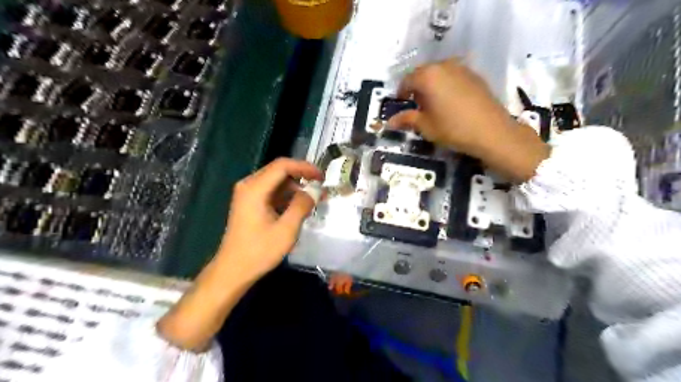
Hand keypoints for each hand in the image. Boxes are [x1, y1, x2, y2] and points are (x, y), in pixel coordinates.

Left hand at [218, 159, 323, 280]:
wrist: (233, 270)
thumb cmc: (259, 251)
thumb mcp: (286, 229)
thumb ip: (302, 205)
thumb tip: (315, 190)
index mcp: (255, 188)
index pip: (282, 166)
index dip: (304, 167)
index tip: (322, 176)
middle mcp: (248, 185)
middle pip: (279, 170)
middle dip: (301, 176)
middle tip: (320, 187)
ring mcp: (247, 194)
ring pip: (276, 181)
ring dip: (295, 187)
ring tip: (313, 199)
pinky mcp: (249, 203)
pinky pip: (271, 191)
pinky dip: (286, 195)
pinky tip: (298, 206)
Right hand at [389, 56, 545, 179]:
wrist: (491, 131)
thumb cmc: (452, 128)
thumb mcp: (425, 126)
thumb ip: (406, 119)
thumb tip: (389, 122)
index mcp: (427, 76)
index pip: (407, 80)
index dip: (401, 93)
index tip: (401, 104)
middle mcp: (443, 66)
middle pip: (423, 73)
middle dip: (416, 87)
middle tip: (416, 105)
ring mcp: (461, 68)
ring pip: (439, 73)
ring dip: (432, 85)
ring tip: (434, 104)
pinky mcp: (475, 75)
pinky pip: (453, 76)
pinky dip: (446, 84)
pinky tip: (451, 102)